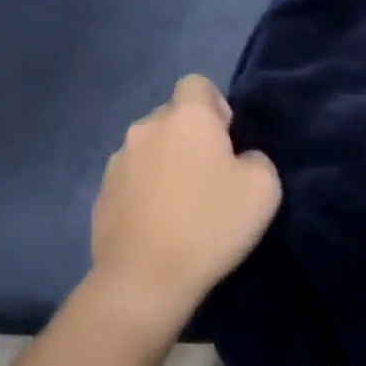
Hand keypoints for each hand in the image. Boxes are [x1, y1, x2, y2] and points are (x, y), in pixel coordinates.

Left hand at [89, 75, 281, 335]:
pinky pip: (131, 181)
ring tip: (181, 206)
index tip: (227, 142)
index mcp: (186, 117)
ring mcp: (117, 162)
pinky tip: (158, 226)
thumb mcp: (264, 188)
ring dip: (164, 164)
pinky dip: (144, 193)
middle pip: (172, 117)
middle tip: (209, 177)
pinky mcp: (101, 196)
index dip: (215, 106)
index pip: (197, 84)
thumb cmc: (209, 225)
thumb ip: (256, 158)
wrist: (143, 281)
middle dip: (190, 137)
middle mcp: (146, 127)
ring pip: (149, 149)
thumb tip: (240, 159)